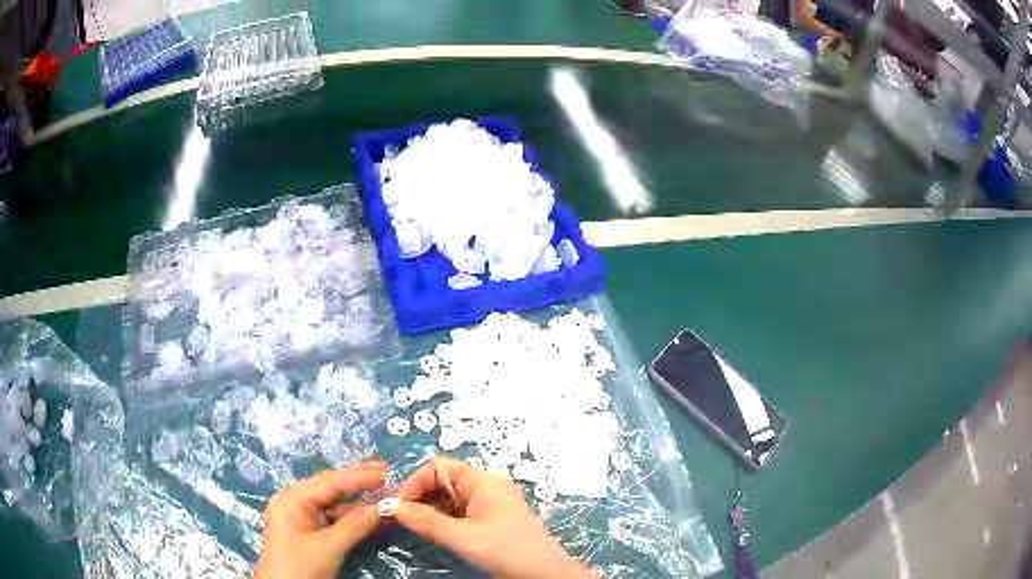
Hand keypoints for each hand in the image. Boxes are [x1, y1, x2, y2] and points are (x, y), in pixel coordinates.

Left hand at [255, 463, 386, 578]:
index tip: (386, 471)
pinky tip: (371, 518)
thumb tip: (382, 507)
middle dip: (358, 484)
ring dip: (359, 504)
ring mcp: (300, 518)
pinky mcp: (307, 532)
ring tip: (386, 498)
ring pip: (334, 505)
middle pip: (330, 489)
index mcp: (292, 499)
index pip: (329, 482)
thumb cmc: (300, 567)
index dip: (358, 476)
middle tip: (386, 473)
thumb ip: (355, 525)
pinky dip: (352, 519)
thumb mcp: (329, 547)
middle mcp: (295, 502)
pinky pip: (332, 520)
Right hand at [394, 458, 593, 578]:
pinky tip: (438, 536)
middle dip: (421, 498)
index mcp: (483, 481)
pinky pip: (462, 513)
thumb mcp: (464, 537)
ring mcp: (492, 504)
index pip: (438, 468)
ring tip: (418, 529)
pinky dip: (445, 521)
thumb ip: (427, 522)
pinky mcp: (494, 521)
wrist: (547, 575)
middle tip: (403, 520)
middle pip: (444, 482)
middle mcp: (487, 487)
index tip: (398, 507)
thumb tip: (393, 507)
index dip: (415, 483)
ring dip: (431, 511)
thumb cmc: (507, 550)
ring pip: (451, 500)